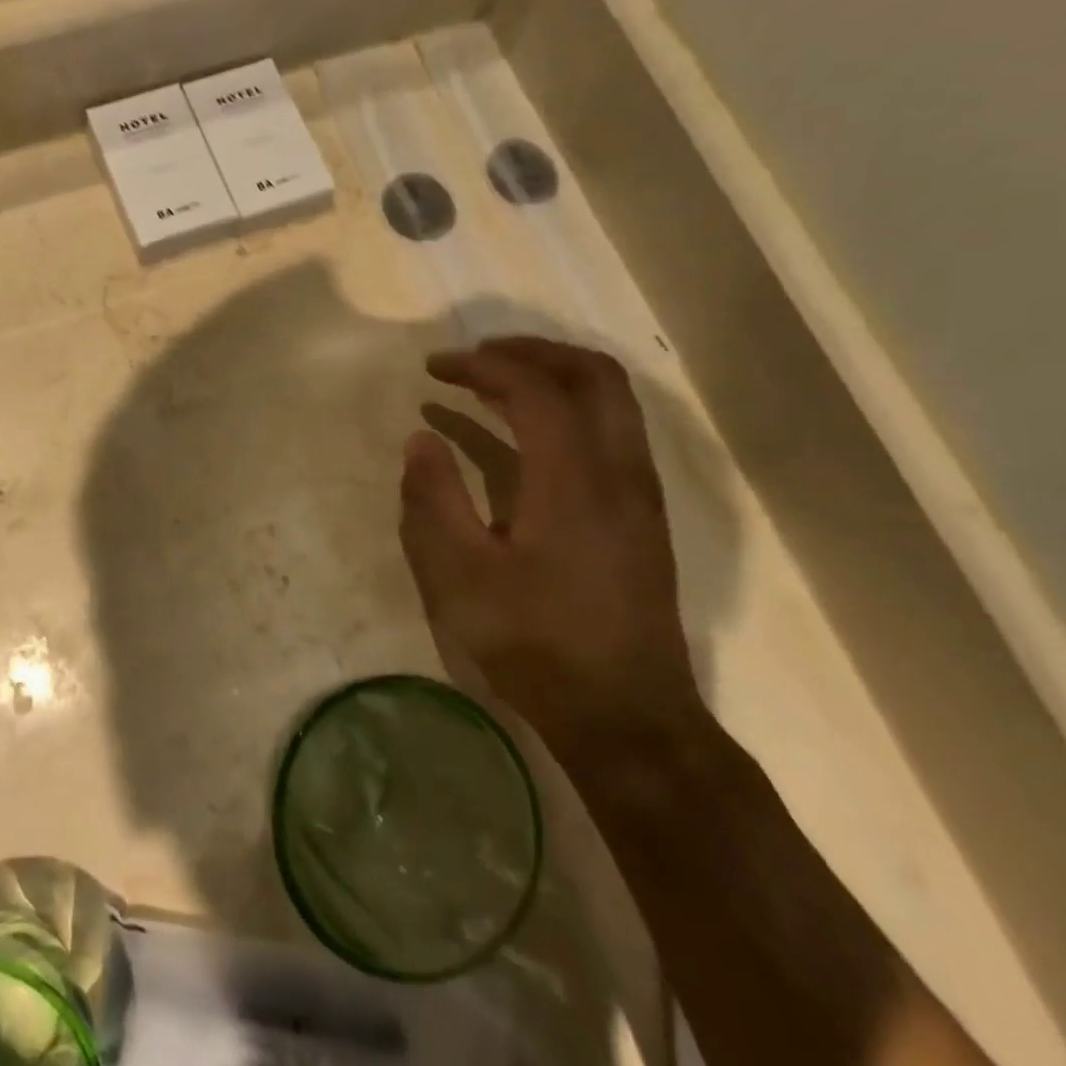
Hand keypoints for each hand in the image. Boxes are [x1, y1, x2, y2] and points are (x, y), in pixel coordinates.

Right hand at [399, 337, 702, 759]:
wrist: (625, 714)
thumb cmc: (534, 643)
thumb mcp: (460, 576)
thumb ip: (434, 499)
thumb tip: (420, 440)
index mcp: (573, 481)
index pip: (533, 390)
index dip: (481, 367)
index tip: (434, 368)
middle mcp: (619, 471)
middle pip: (592, 375)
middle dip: (532, 351)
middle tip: (478, 355)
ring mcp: (641, 493)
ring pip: (613, 401)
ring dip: (556, 375)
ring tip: (500, 382)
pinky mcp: (644, 515)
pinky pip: (615, 431)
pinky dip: (572, 409)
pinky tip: (533, 434)